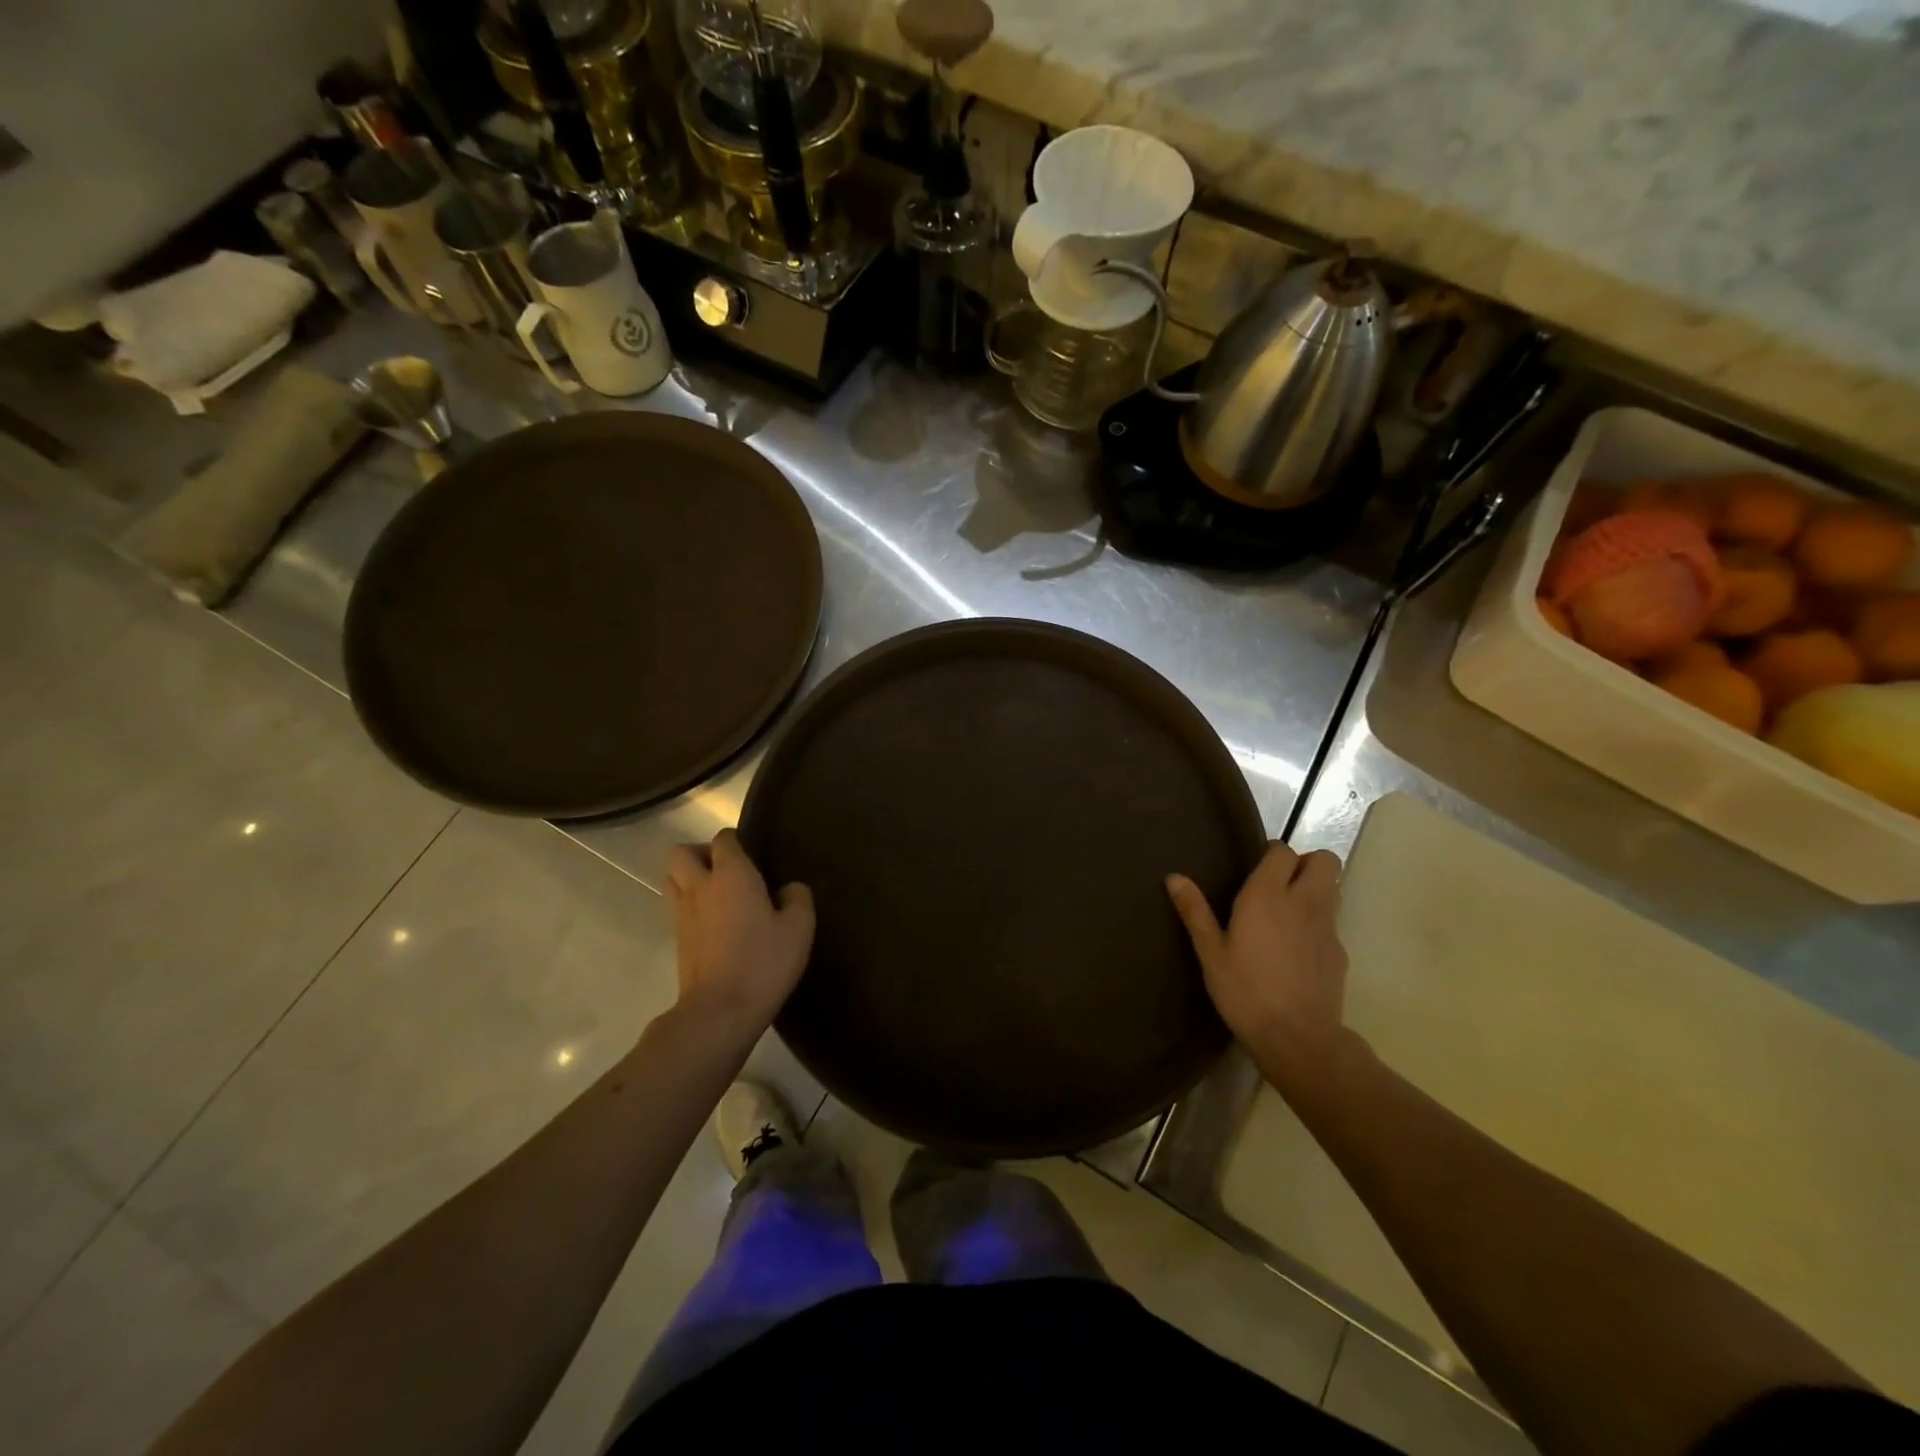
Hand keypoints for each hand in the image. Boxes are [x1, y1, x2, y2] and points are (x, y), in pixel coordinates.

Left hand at [665, 829, 813, 1036]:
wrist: (719, 1011)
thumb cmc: (763, 962)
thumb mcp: (799, 928)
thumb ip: (798, 899)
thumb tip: (790, 888)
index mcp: (731, 874)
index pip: (723, 839)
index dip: (736, 840)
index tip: (754, 853)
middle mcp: (700, 887)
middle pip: (681, 852)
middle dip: (701, 853)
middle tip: (729, 869)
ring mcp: (682, 914)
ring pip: (672, 879)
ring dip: (690, 878)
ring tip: (719, 894)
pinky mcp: (677, 940)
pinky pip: (677, 907)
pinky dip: (691, 906)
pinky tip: (717, 923)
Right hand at [1166, 843, 1350, 1091]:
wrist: (1297, 1038)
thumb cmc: (1245, 991)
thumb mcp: (1210, 952)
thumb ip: (1195, 911)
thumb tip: (1174, 877)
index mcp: (1267, 896)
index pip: (1283, 851)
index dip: (1272, 855)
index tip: (1256, 872)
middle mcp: (1303, 902)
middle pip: (1324, 861)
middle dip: (1306, 863)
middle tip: (1280, 884)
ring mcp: (1327, 927)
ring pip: (1333, 888)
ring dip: (1316, 889)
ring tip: (1288, 912)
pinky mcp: (1339, 952)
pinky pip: (1332, 922)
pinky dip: (1318, 924)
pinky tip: (1296, 950)